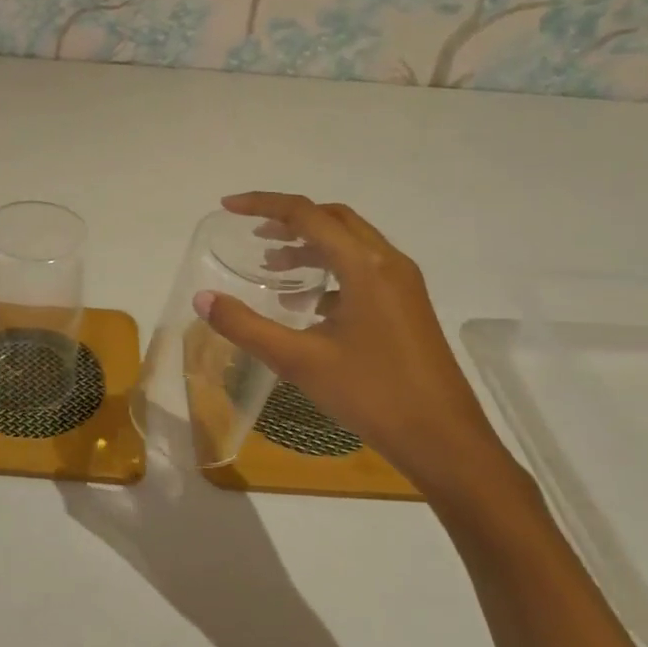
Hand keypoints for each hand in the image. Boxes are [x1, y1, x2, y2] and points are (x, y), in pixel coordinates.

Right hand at [195, 192, 516, 506]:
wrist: (445, 441)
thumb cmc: (372, 394)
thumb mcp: (299, 360)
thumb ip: (246, 326)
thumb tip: (202, 299)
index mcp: (365, 265)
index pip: (307, 214)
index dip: (264, 205)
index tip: (228, 207)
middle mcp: (388, 263)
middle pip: (333, 219)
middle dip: (290, 220)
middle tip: (254, 235)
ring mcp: (403, 285)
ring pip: (350, 245)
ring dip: (310, 247)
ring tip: (273, 268)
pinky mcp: (408, 307)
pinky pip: (364, 270)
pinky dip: (331, 271)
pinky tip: (308, 305)